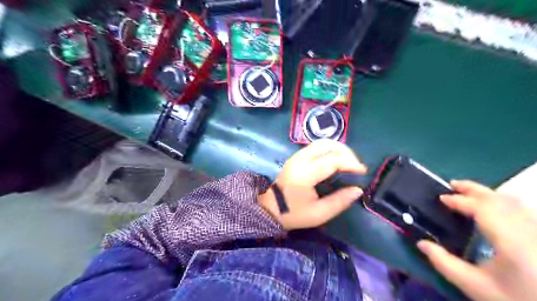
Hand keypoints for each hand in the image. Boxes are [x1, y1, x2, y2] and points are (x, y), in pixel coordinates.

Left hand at [258, 139, 366, 229]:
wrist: (269, 209)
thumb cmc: (293, 213)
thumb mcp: (319, 213)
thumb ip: (340, 201)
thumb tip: (358, 189)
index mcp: (305, 173)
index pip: (333, 159)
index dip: (351, 163)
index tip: (362, 172)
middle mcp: (300, 159)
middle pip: (328, 145)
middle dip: (346, 153)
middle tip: (356, 166)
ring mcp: (296, 156)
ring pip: (322, 143)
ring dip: (338, 149)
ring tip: (348, 162)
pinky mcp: (296, 156)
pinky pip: (316, 146)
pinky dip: (329, 150)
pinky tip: (335, 160)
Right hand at [417, 180, 535, 300]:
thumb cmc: (515, 300)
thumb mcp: (475, 286)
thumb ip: (444, 263)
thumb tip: (421, 243)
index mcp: (511, 241)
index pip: (483, 209)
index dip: (460, 200)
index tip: (442, 199)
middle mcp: (530, 231)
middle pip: (500, 199)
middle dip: (474, 189)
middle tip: (452, 184)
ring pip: (515, 202)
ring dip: (488, 193)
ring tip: (469, 192)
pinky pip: (523, 210)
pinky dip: (503, 202)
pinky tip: (493, 207)